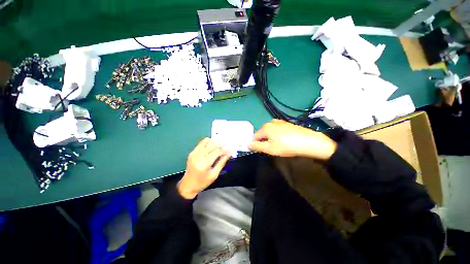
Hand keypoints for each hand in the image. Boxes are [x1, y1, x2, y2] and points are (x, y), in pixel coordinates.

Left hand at [177, 138, 230, 198]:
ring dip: (215, 141)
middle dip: (221, 143)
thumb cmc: (202, 182)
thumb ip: (221, 162)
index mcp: (204, 164)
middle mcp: (198, 156)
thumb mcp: (214, 175)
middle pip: (211, 145)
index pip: (217, 152)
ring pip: (206, 142)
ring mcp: (194, 153)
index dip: (225, 149)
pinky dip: (208, 142)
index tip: (230, 148)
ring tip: (221, 144)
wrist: (188, 185)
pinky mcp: (192, 152)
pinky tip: (213, 144)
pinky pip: (201, 143)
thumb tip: (229, 153)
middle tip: (227, 144)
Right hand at [248, 119, 336, 159]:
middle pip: (262, 133)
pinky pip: (277, 129)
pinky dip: (277, 135)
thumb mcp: (270, 149)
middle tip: (272, 149)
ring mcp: (279, 121)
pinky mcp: (286, 123)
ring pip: (269, 131)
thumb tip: (247, 144)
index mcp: (265, 127)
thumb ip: (256, 146)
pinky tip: (284, 140)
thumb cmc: (287, 146)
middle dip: (264, 141)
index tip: (263, 150)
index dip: (257, 144)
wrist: (309, 142)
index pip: (255, 136)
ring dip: (271, 138)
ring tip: (279, 145)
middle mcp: (271, 122)